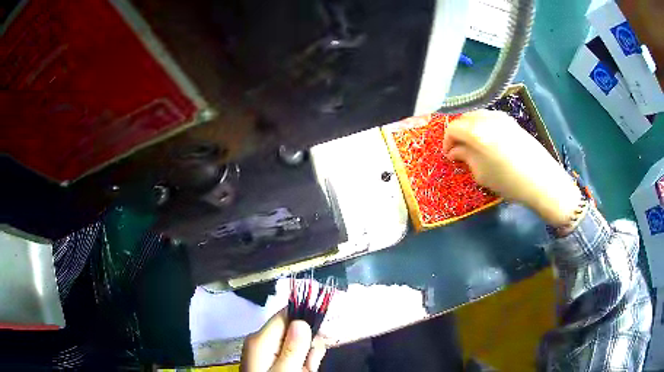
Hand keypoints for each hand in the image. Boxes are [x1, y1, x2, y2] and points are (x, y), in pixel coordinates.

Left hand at [241, 310, 326, 371]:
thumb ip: (293, 349)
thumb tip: (301, 321)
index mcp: (261, 339)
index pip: (285, 315)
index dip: (306, 321)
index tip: (321, 335)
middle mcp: (262, 341)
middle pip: (293, 329)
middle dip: (308, 345)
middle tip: (310, 364)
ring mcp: (267, 352)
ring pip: (297, 343)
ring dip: (307, 356)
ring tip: (306, 371)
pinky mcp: (273, 360)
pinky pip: (293, 354)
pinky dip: (303, 363)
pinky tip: (304, 371)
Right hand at [442, 110, 581, 226]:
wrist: (542, 180)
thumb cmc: (509, 182)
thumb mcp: (482, 174)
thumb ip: (465, 157)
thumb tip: (455, 151)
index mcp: (477, 131)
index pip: (453, 128)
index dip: (447, 141)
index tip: (449, 155)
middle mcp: (487, 118)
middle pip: (464, 118)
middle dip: (458, 134)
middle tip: (459, 151)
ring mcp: (501, 117)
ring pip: (477, 116)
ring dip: (470, 129)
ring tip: (473, 147)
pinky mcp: (512, 121)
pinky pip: (490, 118)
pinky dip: (483, 127)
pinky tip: (489, 142)